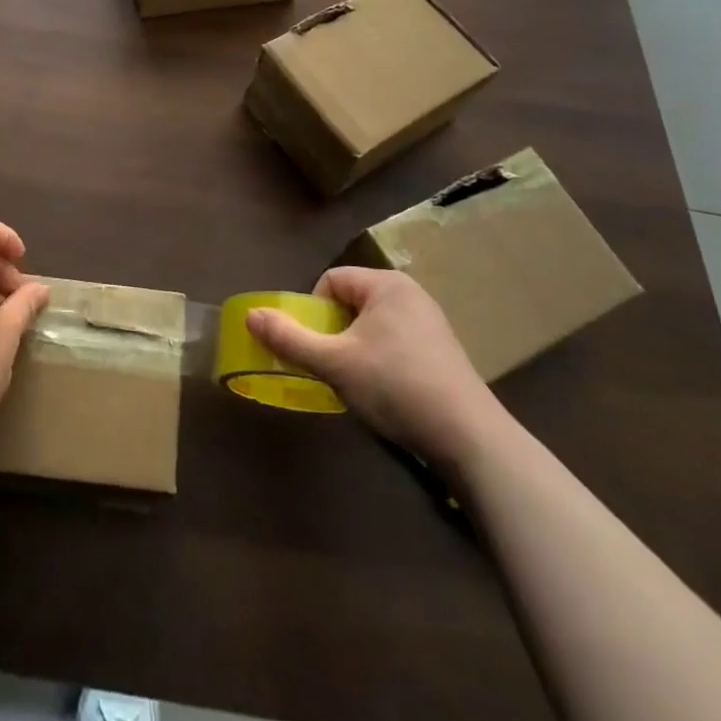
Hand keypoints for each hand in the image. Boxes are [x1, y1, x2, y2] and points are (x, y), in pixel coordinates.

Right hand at [246, 267, 506, 466]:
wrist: (469, 438)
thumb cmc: (396, 387)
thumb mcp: (335, 363)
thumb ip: (290, 339)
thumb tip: (251, 315)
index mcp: (386, 284)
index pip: (331, 281)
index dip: (313, 312)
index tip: (315, 348)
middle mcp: (410, 294)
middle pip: (350, 303)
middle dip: (333, 334)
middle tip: (331, 368)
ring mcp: (430, 322)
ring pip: (371, 326)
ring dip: (354, 351)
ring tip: (357, 384)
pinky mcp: (442, 351)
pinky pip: (395, 343)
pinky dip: (380, 362)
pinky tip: (385, 394)